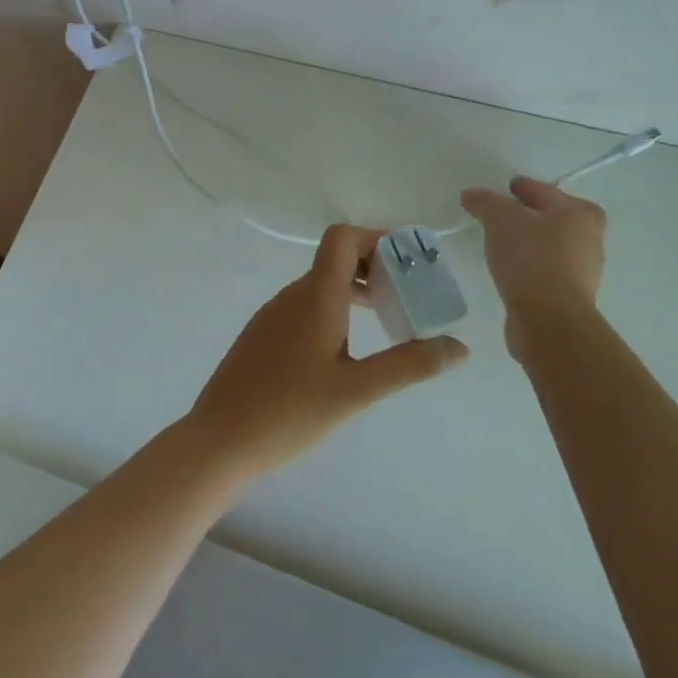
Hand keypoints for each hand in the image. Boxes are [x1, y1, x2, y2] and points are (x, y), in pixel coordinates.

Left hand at [183, 225, 467, 482]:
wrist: (219, 439)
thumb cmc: (289, 412)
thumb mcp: (356, 391)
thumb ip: (408, 365)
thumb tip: (459, 347)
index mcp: (315, 296)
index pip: (342, 238)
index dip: (376, 238)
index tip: (409, 262)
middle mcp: (292, 295)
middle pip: (336, 259)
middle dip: (376, 267)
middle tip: (411, 295)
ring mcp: (273, 314)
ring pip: (321, 284)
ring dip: (356, 290)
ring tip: (390, 321)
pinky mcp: (264, 335)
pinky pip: (305, 306)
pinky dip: (335, 309)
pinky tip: (349, 348)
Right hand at [460, 177, 606, 362]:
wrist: (549, 319)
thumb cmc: (531, 258)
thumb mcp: (500, 219)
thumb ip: (486, 202)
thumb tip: (472, 195)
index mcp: (580, 214)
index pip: (546, 191)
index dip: (524, 187)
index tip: (507, 187)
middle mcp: (589, 239)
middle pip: (552, 218)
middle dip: (528, 215)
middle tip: (500, 213)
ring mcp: (582, 271)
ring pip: (548, 245)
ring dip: (527, 241)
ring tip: (499, 241)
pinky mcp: (568, 296)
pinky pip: (543, 269)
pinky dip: (527, 264)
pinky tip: (507, 268)